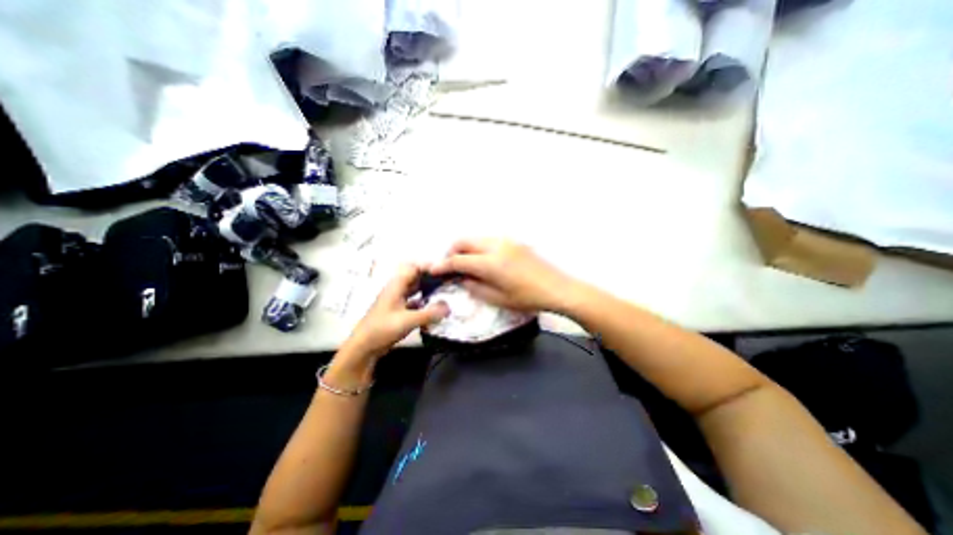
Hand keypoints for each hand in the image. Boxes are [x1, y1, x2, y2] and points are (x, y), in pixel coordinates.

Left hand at [339, 264, 450, 362]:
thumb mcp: (407, 320)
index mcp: (396, 286)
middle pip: (415, 278)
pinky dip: (424, 303)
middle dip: (431, 278)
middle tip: (448, 281)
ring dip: (428, 290)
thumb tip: (449, 307)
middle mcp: (396, 290)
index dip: (428, 267)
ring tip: (445, 292)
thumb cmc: (382, 329)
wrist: (363, 347)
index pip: (413, 268)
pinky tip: (434, 309)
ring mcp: (397, 301)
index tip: (444, 270)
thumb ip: (429, 313)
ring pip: (415, 290)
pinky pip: (414, 302)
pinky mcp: (398, 312)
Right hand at [430, 239, 580, 312]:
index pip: (458, 260)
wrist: (558, 288)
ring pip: (477, 238)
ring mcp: (506, 241)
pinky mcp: (514, 241)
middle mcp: (496, 246)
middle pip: (464, 241)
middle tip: (449, 266)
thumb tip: (463, 279)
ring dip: (466, 248)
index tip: (434, 270)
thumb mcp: (499, 299)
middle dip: (452, 251)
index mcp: (490, 263)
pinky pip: (489, 240)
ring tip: (465, 264)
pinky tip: (483, 261)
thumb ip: (475, 288)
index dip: (443, 265)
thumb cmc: (528, 298)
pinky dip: (479, 247)